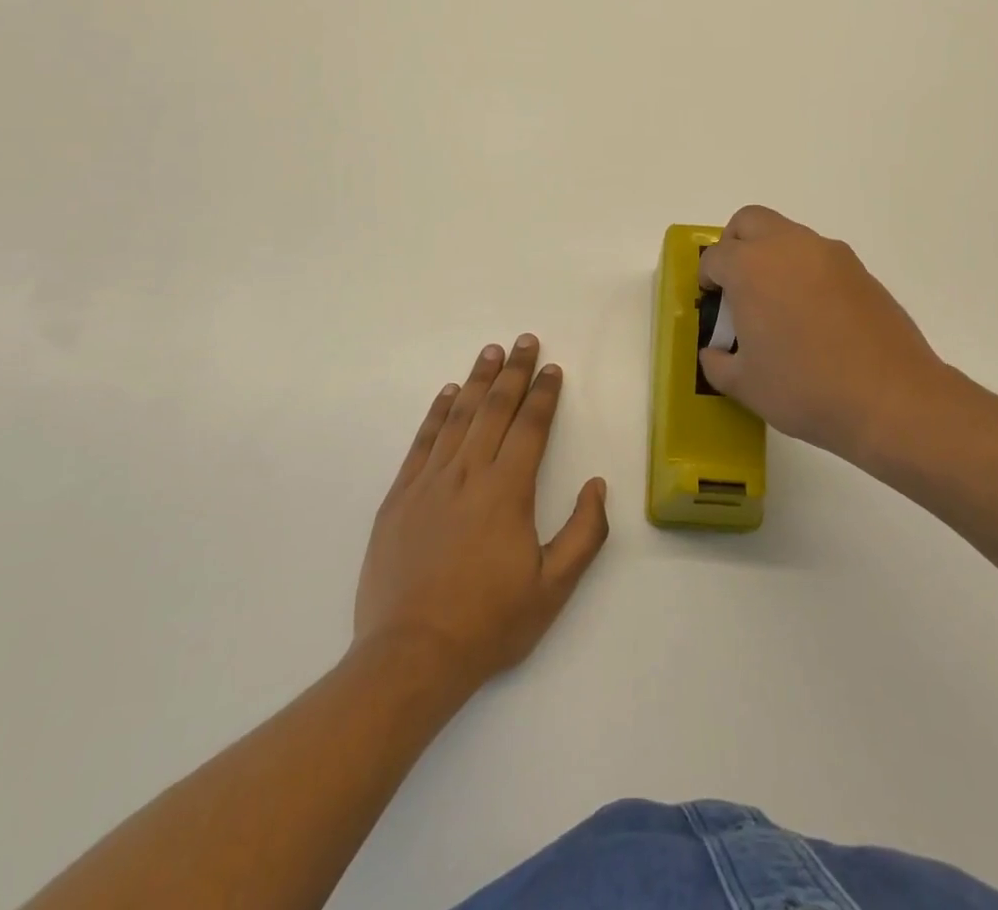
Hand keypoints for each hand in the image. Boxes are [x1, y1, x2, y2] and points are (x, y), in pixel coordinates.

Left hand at [353, 335, 608, 690]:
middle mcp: (469, 473)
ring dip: (476, 380)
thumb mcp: (553, 588)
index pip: (530, 427)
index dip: (544, 394)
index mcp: (507, 490)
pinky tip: (446, 394)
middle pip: (495, 409)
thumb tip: (597, 485)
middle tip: (525, 341)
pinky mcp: (400, 496)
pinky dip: (436, 413)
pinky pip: (422, 442)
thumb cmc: (489, 622)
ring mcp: (430, 482)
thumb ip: (584, 533)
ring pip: (457, 416)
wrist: (411, 656)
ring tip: (490, 352)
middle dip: (514, 372)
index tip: (552, 369)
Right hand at [698, 206, 961, 465]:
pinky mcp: (861, 271)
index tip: (712, 305)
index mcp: (751, 267)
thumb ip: (717, 363)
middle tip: (738, 286)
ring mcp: (830, 255)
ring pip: (788, 236)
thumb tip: (716, 352)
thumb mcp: (745, 385)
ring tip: (779, 307)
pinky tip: (815, 318)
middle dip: (735, 246)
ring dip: (773, 258)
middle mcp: (789, 247)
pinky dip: (806, 274)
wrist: (891, 399)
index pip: (715, 257)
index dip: (707, 280)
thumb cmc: (805, 388)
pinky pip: (820, 259)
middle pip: (750, 222)